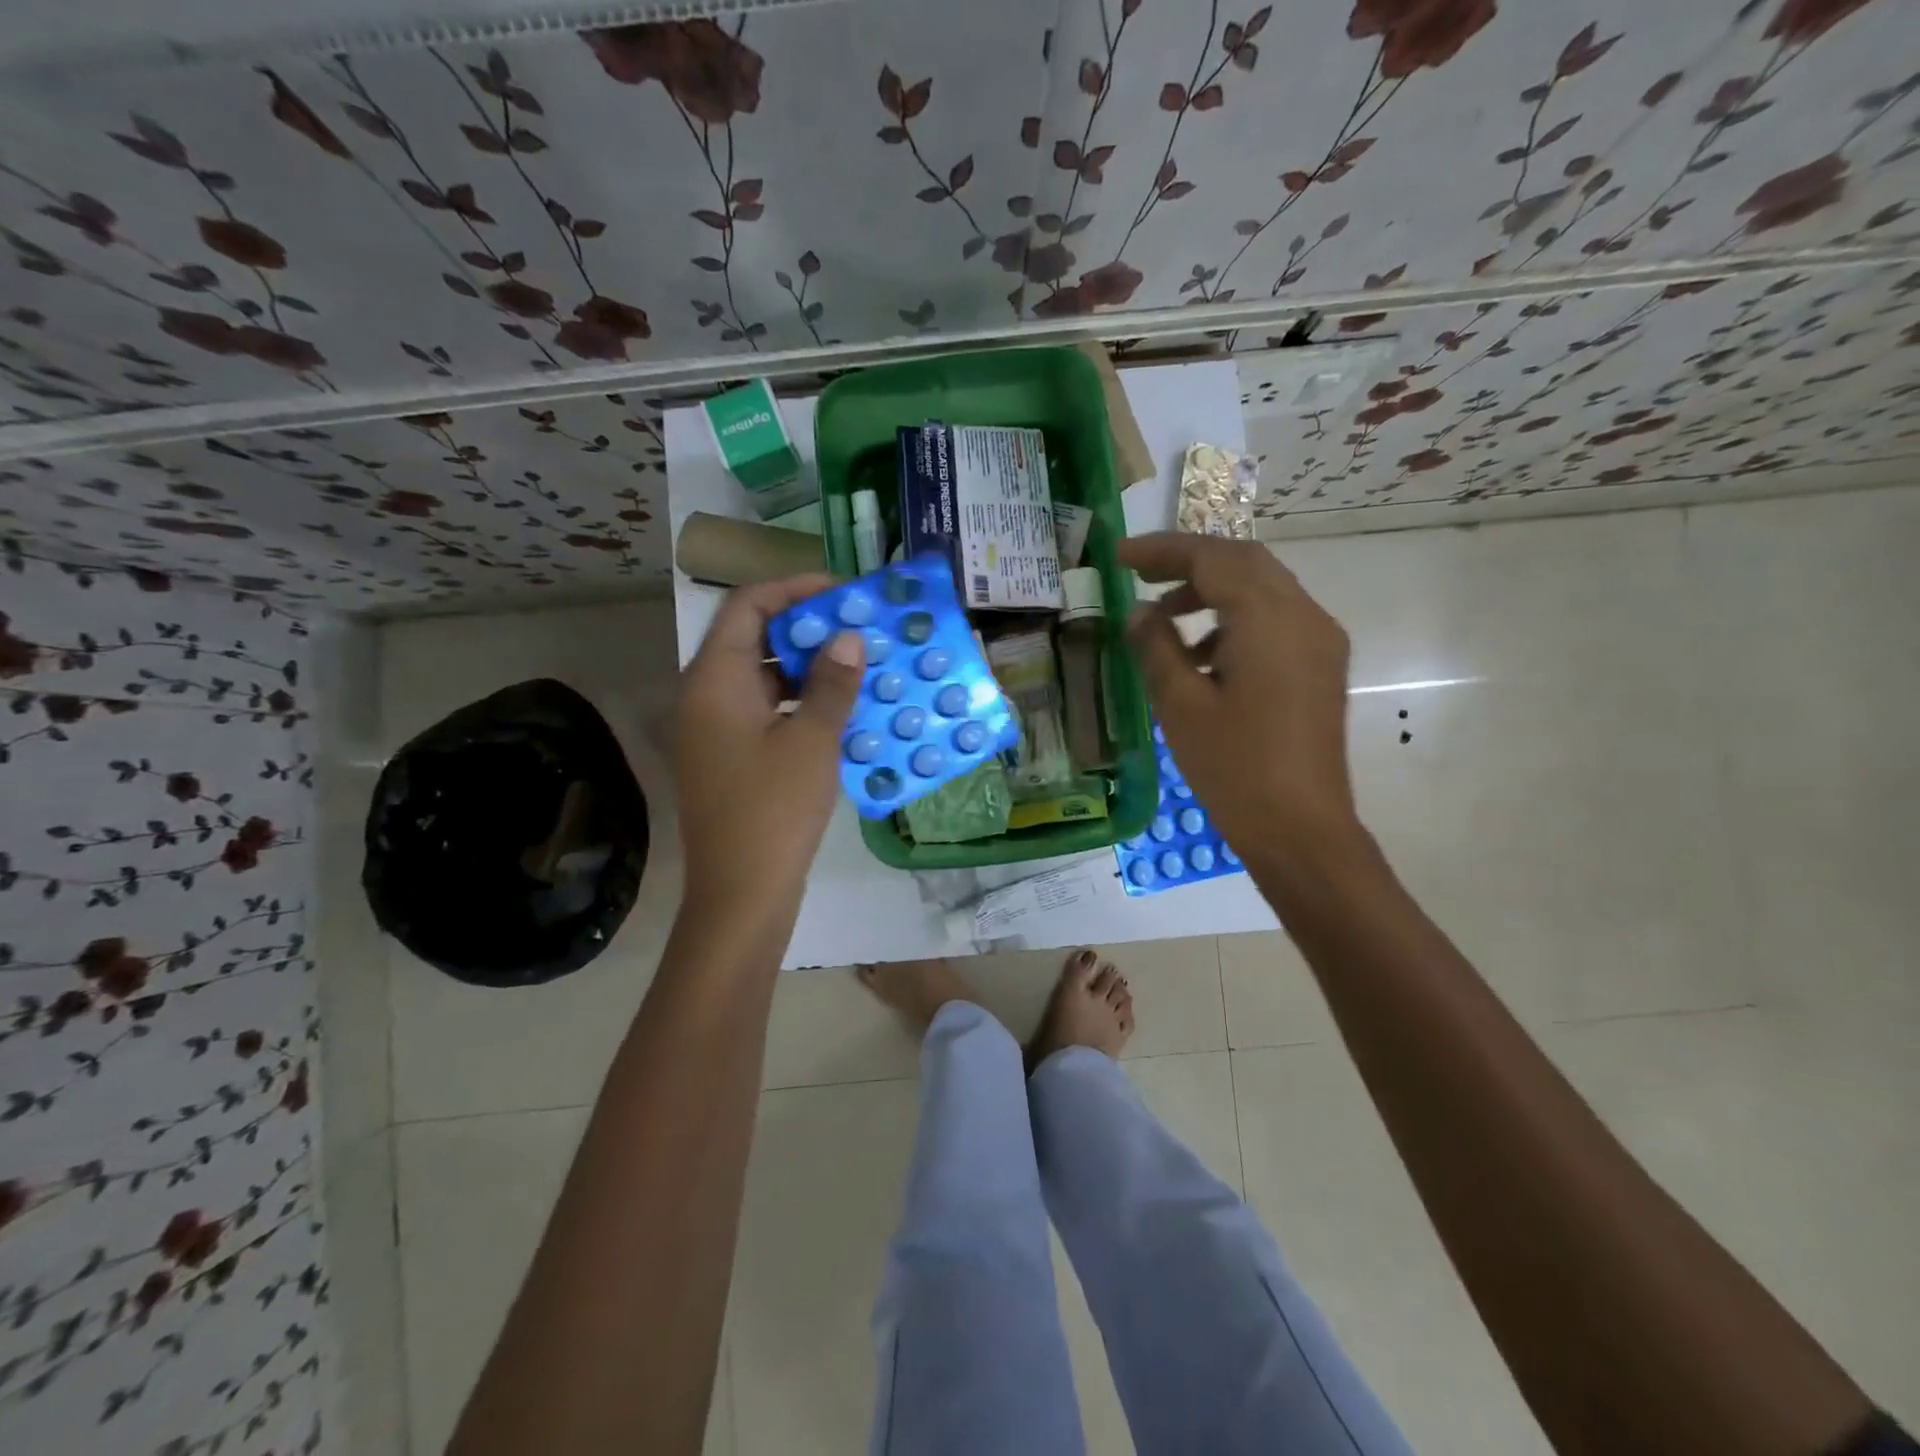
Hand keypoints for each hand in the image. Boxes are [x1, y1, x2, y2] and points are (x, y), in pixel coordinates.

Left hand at [675, 575, 864, 913]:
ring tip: (860, 665)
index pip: (748, 606)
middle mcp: (707, 696)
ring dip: (810, 669)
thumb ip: (833, 683)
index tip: (843, 592)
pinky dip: (802, 704)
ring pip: (765, 679)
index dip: (794, 590)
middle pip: (755, 640)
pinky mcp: (732, 759)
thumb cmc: (774, 810)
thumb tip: (849, 637)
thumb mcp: (812, 741)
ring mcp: (717, 731)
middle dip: (809, 630)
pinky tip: (844, 711)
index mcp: (715, 680)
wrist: (741, 894)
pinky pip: (767, 713)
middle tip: (860, 629)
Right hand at [1119, 533, 1361, 860]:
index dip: (1162, 550)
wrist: (1301, 830)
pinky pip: (1275, 619)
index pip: (1213, 559)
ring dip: (1213, 590)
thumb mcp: (1181, 706)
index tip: (1119, 556)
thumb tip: (1141, 613)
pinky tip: (1202, 655)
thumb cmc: (1234, 769)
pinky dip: (1235, 619)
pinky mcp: (1321, 665)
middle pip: (1244, 562)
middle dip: (1189, 562)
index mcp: (1268, 620)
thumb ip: (1157, 647)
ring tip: (1164, 618)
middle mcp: (1304, 616)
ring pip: (1262, 588)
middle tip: (1140, 574)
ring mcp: (1320, 641)